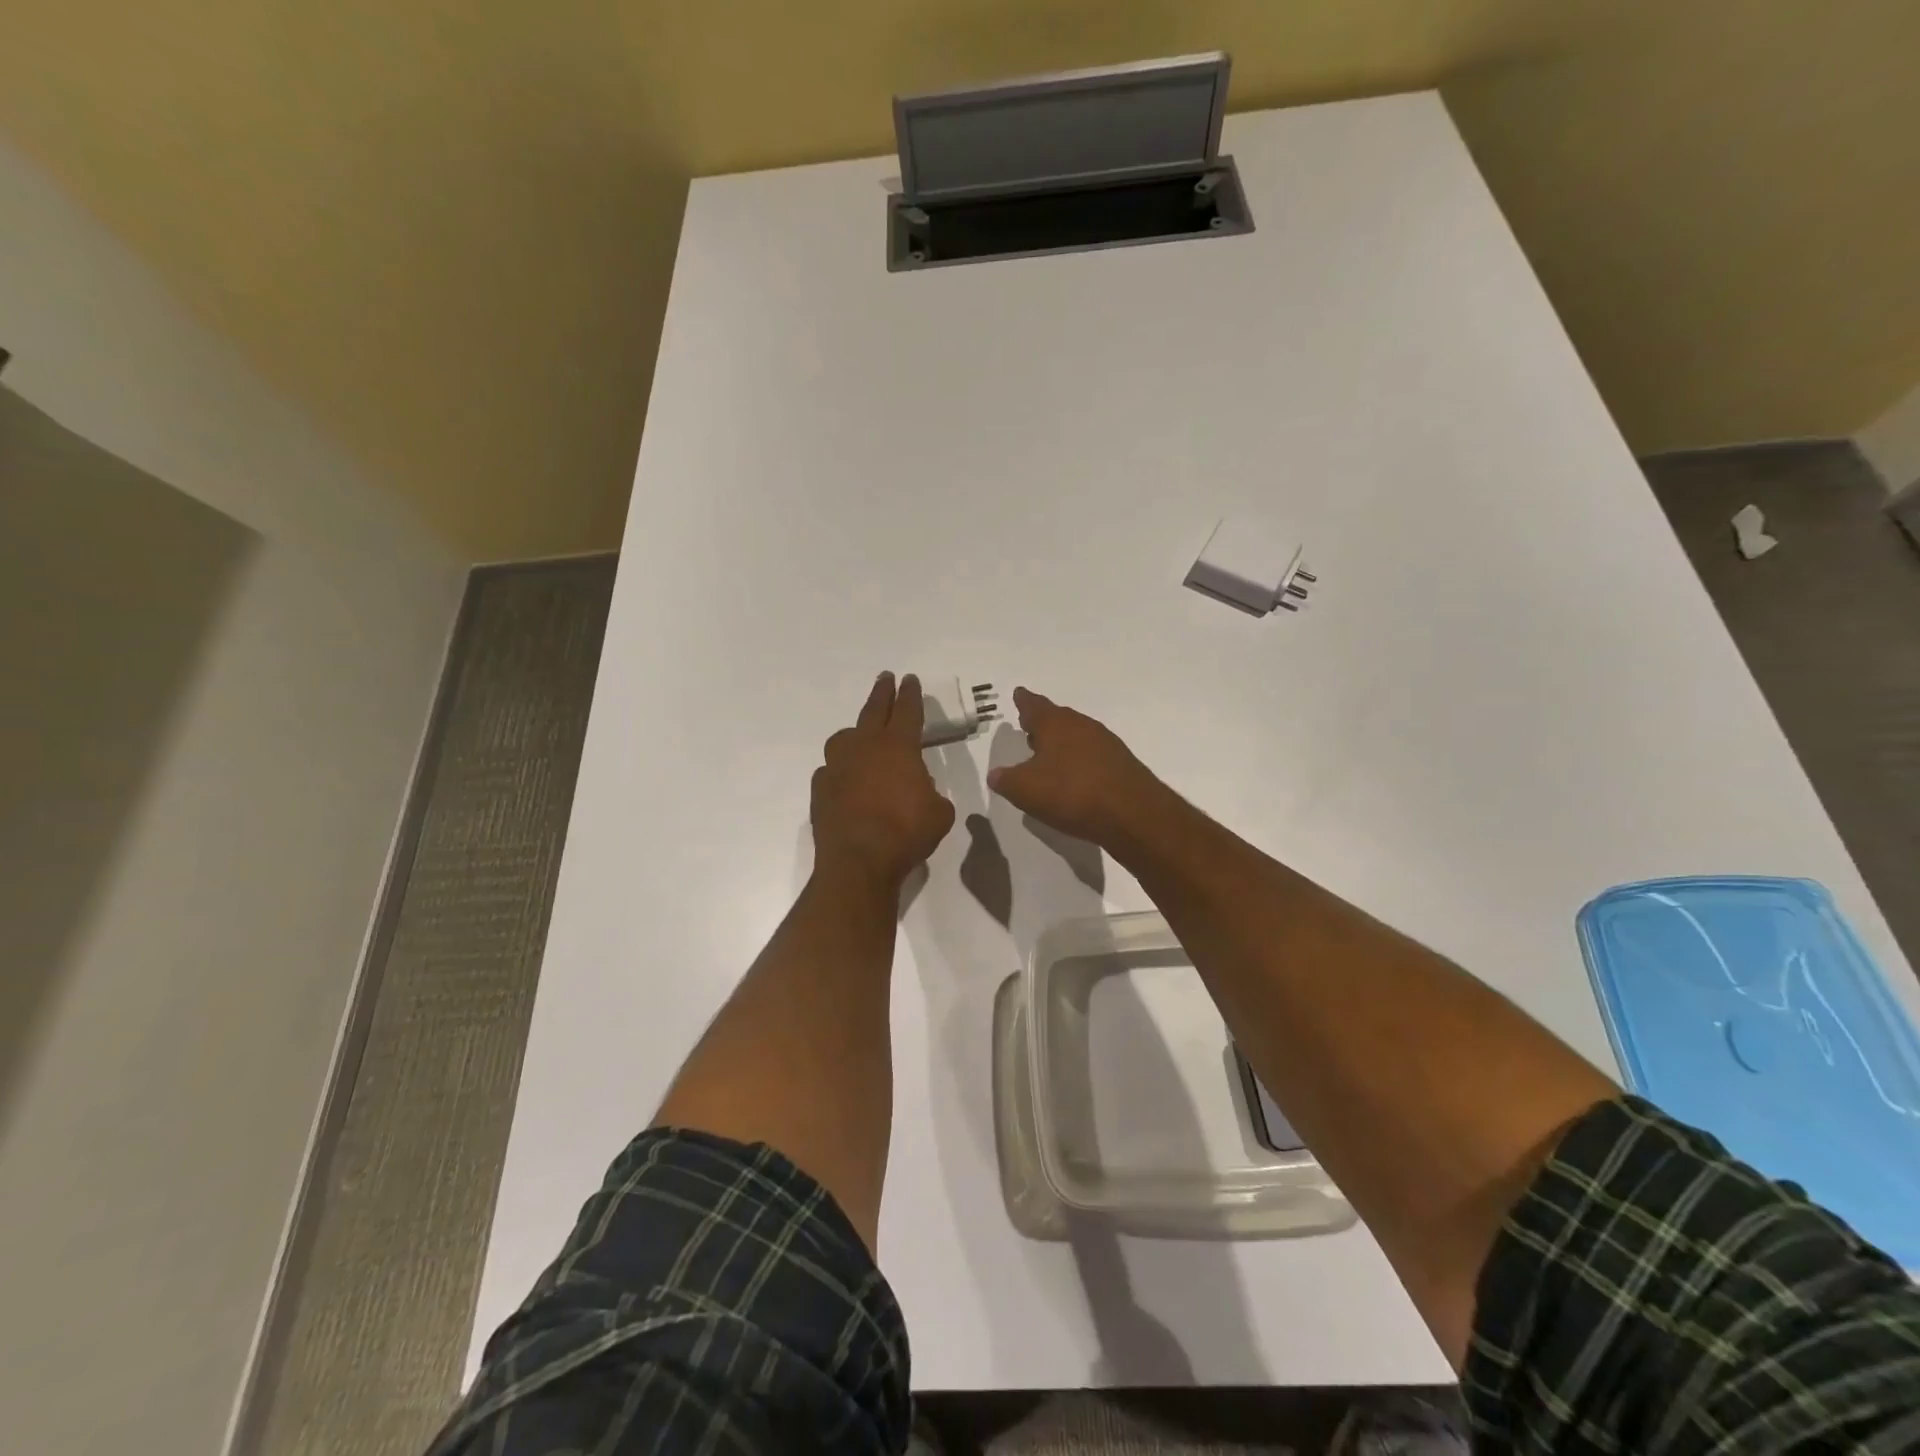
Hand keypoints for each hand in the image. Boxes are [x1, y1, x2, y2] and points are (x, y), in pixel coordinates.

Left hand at [811, 672, 955, 887]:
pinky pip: (831, 769)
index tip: (910, 679)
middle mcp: (865, 748)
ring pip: (845, 737)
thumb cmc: (906, 833)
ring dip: (856, 731)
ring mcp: (837, 766)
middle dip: (882, 692)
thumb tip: (920, 790)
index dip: (911, 694)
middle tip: (886, 678)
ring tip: (861, 733)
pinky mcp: (820, 788)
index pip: (907, 711)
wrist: (858, 862)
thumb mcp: (939, 813)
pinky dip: (840, 769)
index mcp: (898, 747)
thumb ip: (932, 793)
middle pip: (874, 710)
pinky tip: (845, 779)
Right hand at [985, 687, 1168, 847]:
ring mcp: (1105, 744)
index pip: (1034, 706)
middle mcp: (1082, 726)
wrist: (1132, 814)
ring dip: (1062, 742)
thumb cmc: (1071, 793)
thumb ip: (1006, 780)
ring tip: (1048, 753)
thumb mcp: (1026, 790)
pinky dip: (1079, 759)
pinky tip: (1074, 775)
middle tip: (1029, 726)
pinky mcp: (1121, 764)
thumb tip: (996, 774)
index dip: (1024, 701)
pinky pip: (1092, 754)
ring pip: (1077, 735)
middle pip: (1058, 718)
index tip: (1019, 693)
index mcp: (1055, 724)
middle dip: (1043, 722)